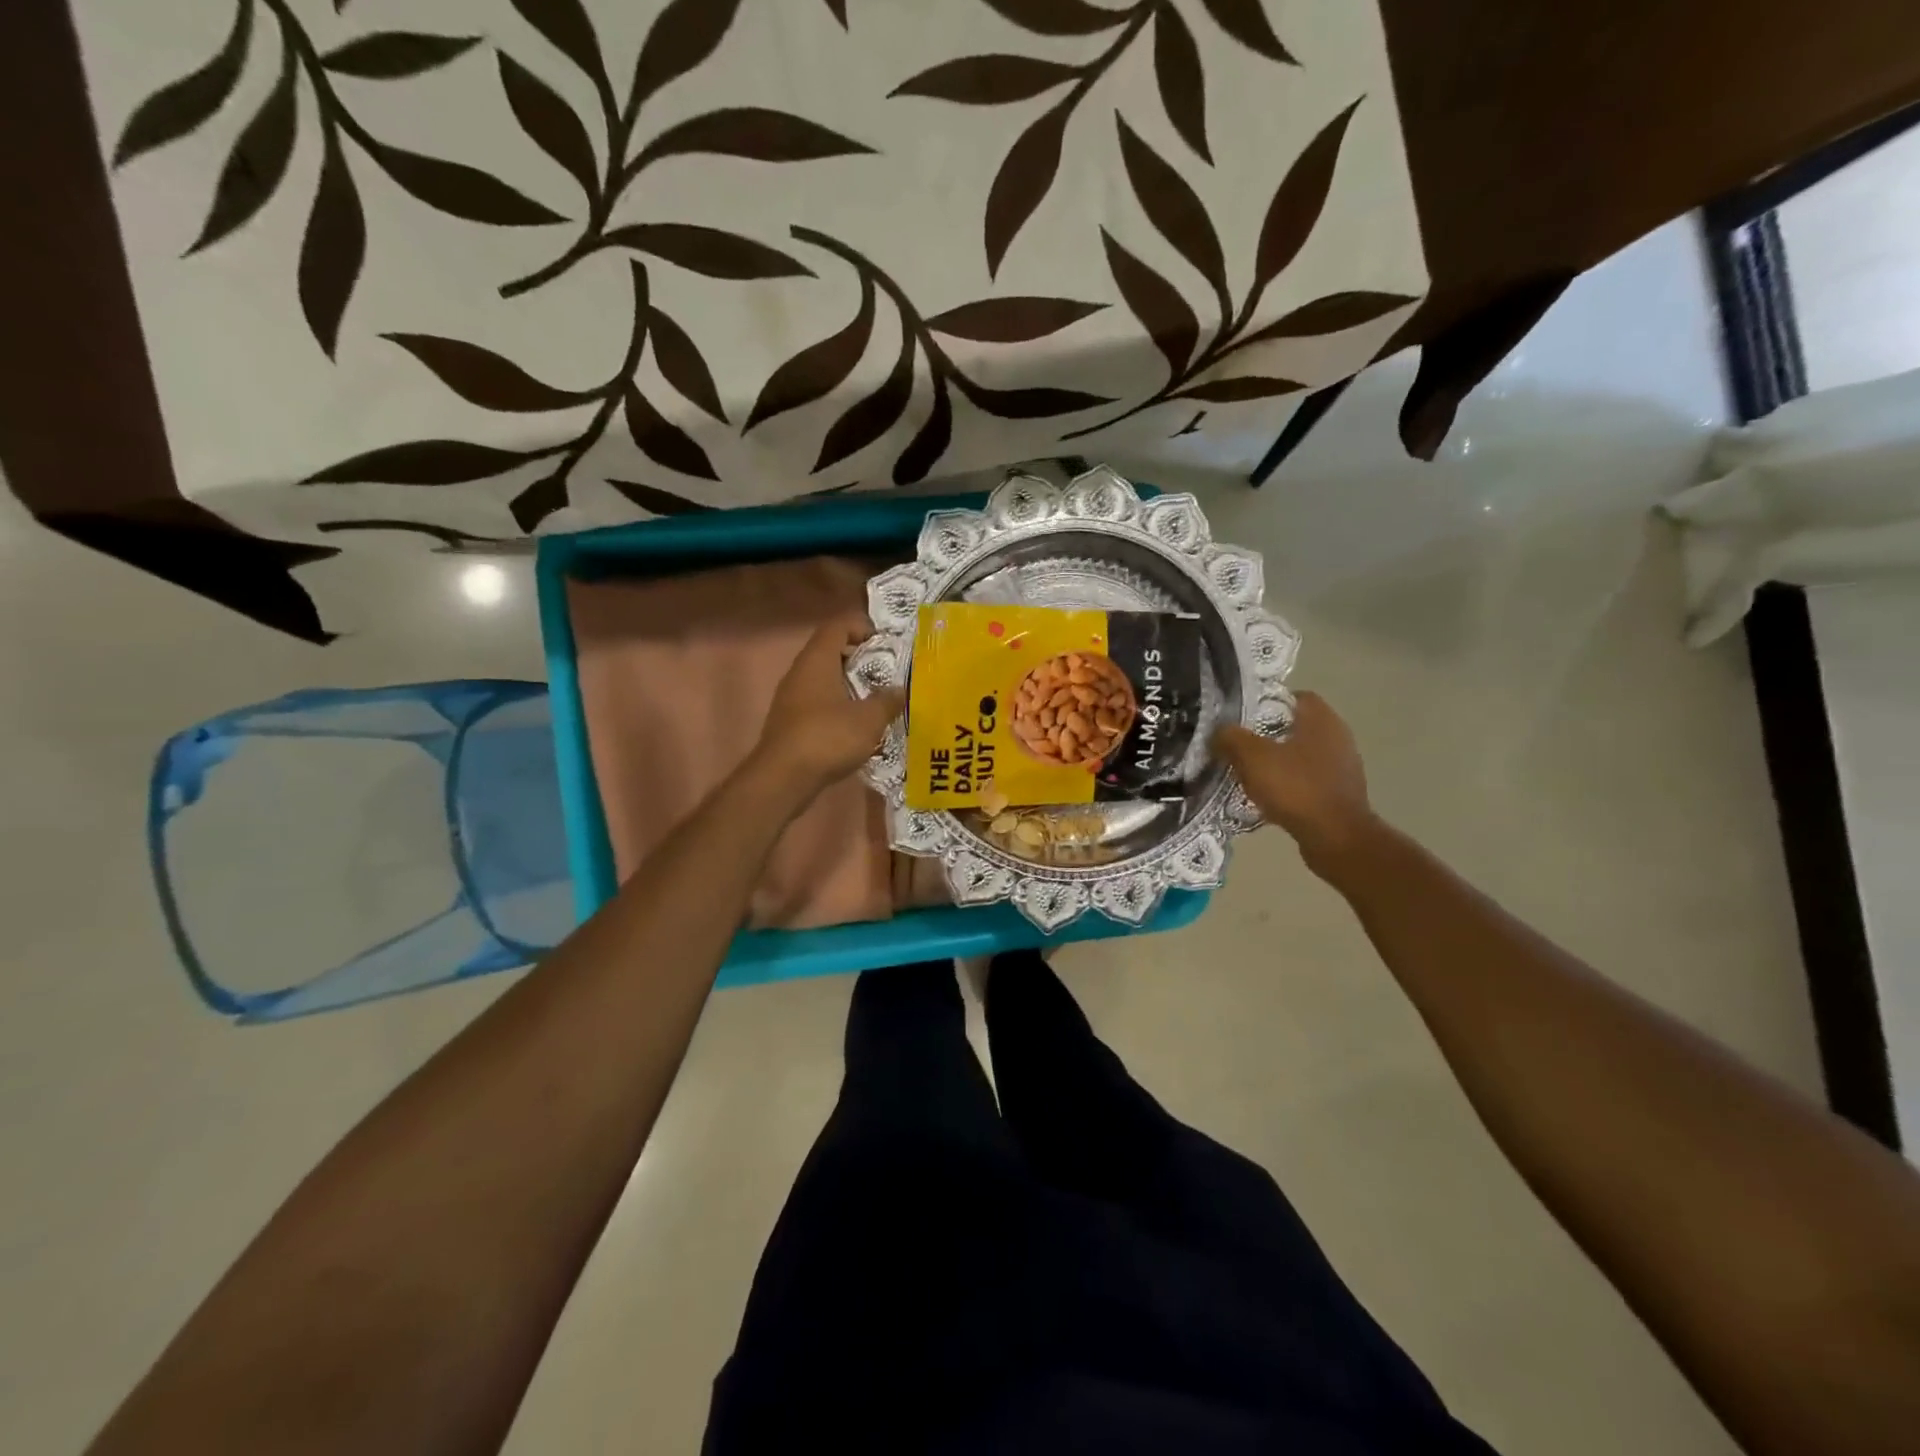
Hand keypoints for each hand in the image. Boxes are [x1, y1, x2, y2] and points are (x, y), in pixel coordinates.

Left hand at [750, 612, 904, 804]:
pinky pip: (817, 703)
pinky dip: (837, 706)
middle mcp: (800, 672)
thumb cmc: (828, 737)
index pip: (838, 626)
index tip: (885, 644)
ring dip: (848, 685)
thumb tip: (899, 690)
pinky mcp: (789, 722)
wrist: (783, 778)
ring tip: (874, 701)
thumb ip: (887, 701)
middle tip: (885, 674)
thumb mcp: (869, 719)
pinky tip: (855, 726)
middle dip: (859, 659)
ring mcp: (791, 698)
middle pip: (830, 651)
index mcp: (817, 660)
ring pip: (823, 679)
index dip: (862, 627)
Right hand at [1213, 693, 1376, 875]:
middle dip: (1266, 735)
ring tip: (1248, 774)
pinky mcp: (1340, 793)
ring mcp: (1342, 766)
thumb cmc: (1296, 788)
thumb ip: (1231, 738)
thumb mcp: (1252, 758)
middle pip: (1295, 727)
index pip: (1293, 696)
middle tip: (1238, 747)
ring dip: (1277, 763)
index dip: (1266, 703)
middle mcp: (1337, 736)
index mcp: (1321, 719)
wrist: (1336, 838)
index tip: (1241, 719)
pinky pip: (1307, 780)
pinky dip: (1288, 785)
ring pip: (1300, 755)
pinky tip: (1267, 798)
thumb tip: (1219, 732)